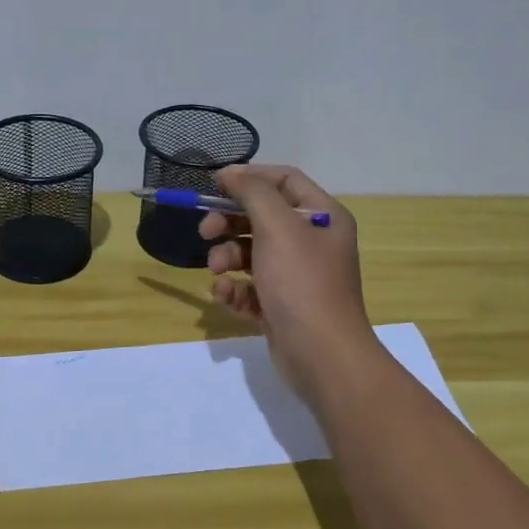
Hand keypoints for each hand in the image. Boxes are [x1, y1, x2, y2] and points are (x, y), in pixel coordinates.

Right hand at [201, 165, 376, 397]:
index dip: (249, 178)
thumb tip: (231, 173)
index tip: (215, 185)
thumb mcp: (277, 227)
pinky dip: (235, 290)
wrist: (322, 356)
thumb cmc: (302, 283)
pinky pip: (250, 287)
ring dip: (227, 259)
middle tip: (205, 231)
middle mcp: (313, 242)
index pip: (284, 180)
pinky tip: (227, 298)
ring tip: (217, 272)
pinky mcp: (281, 306)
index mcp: (323, 217)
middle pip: (262, 217)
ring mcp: (297, 276)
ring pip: (251, 254)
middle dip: (230, 222)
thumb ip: (252, 193)